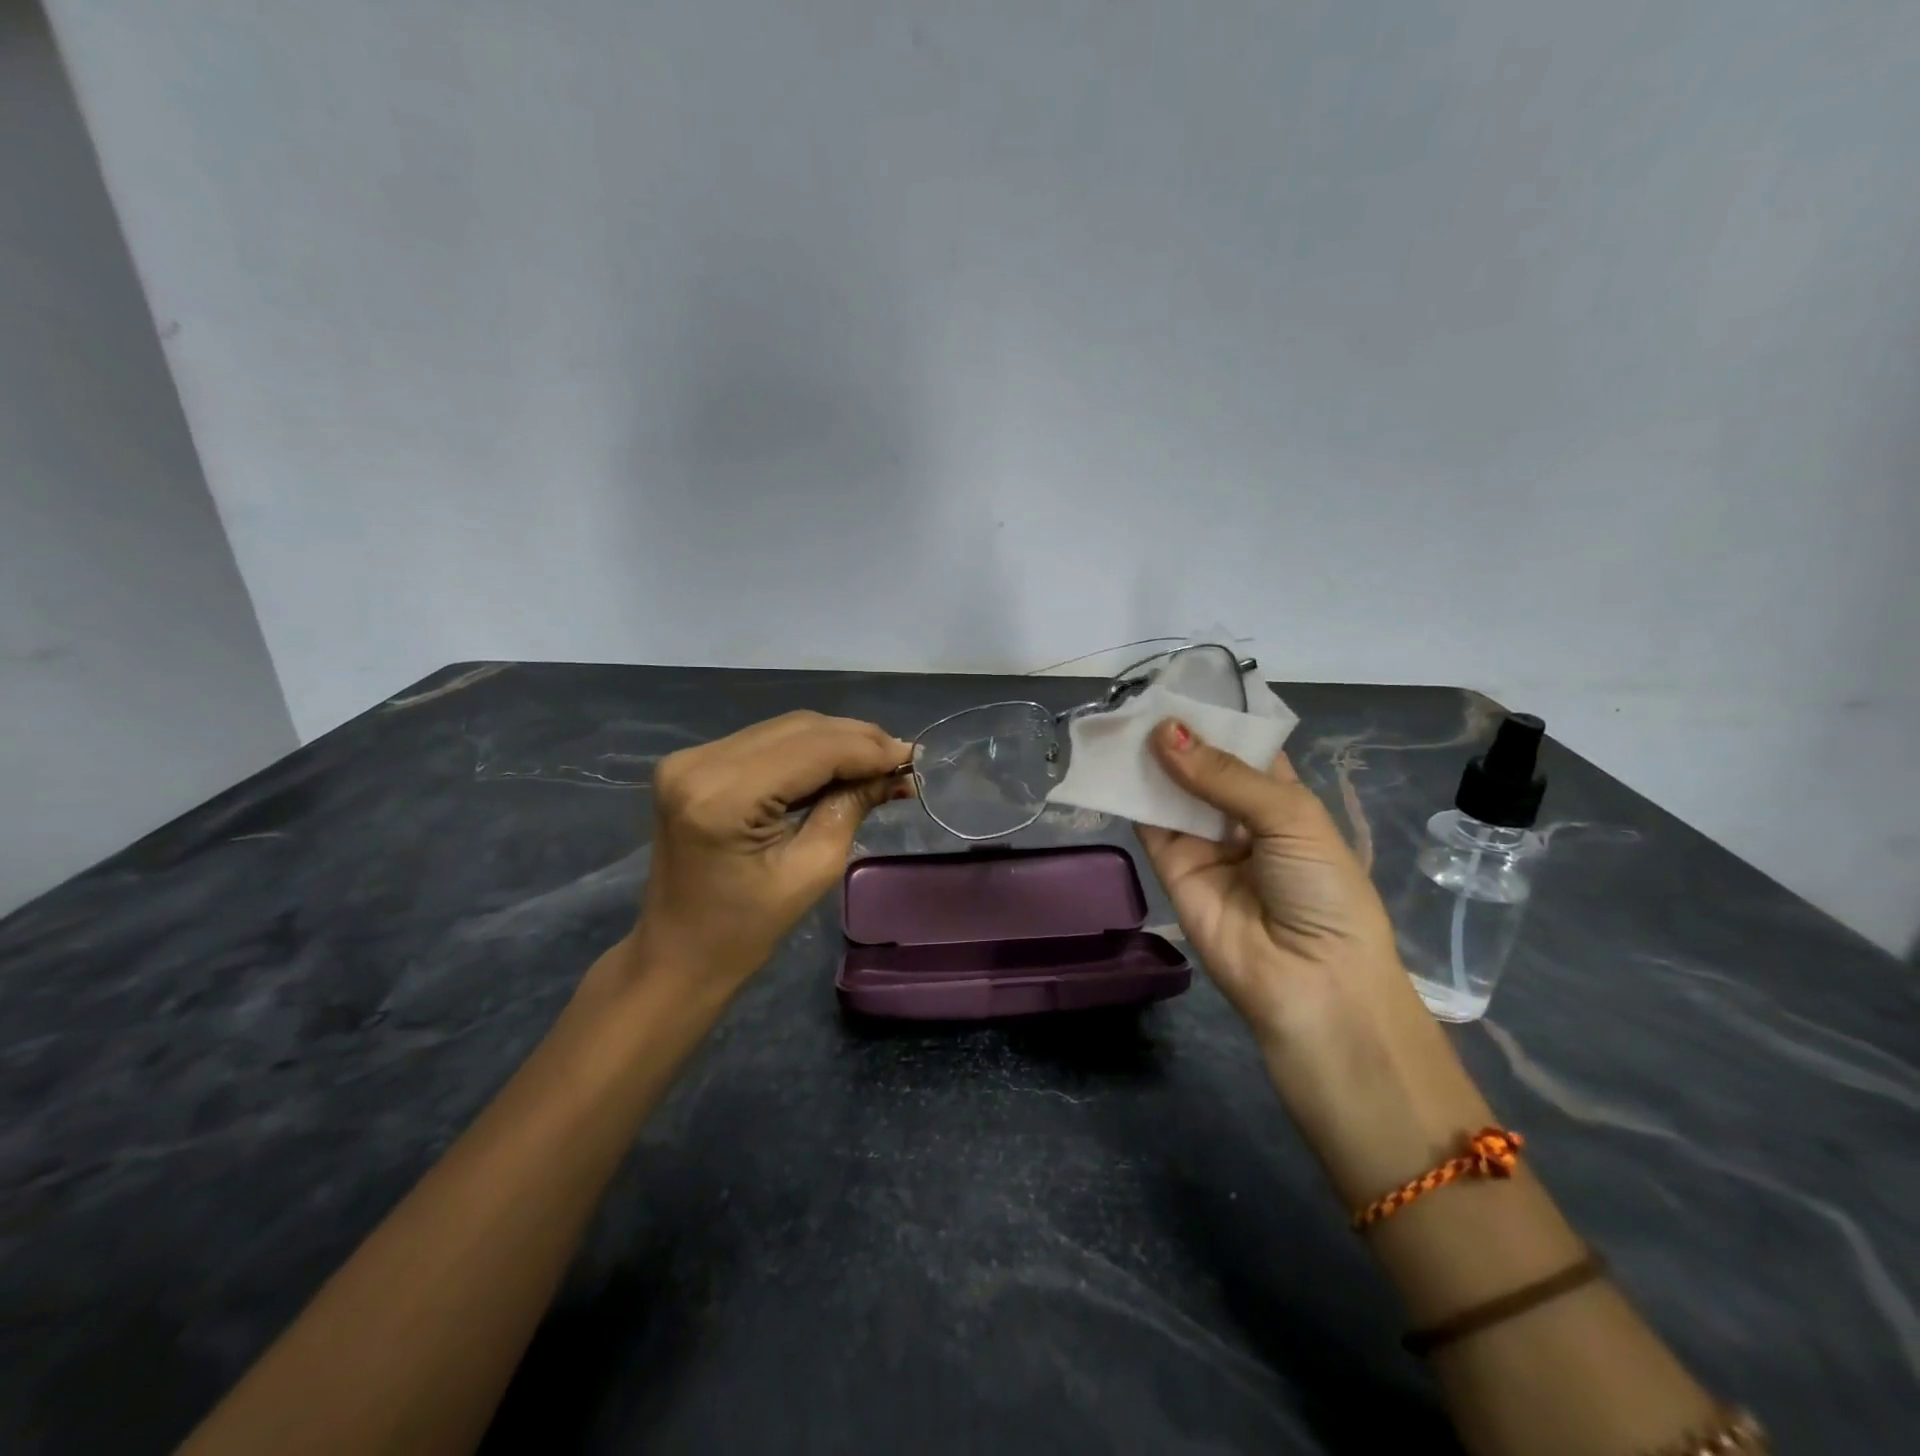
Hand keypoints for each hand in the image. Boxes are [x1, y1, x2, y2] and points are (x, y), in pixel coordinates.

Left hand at [622, 711, 910, 997]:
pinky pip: (765, 742)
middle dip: (856, 740)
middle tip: (902, 759)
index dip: (867, 749)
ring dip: (835, 741)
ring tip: (879, 762)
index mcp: (724, 796)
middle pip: (798, 729)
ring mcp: (691, 758)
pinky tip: (840, 764)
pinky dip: (808, 750)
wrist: (677, 953)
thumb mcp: (812, 870)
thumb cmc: (746, 929)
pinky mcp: (694, 763)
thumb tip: (894, 770)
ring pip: (784, 729)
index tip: (913, 757)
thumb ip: (850, 807)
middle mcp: (700, 762)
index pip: (812, 750)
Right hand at [1135, 718, 1492, 1200]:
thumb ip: (1223, 775)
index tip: (1181, 683)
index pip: (1243, 747)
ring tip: (1119, 718)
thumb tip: (1164, 731)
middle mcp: (1238, 815)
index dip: (1216, 717)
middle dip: (1176, 733)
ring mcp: (1203, 841)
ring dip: (1148, 758)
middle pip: (1200, 764)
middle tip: (1139, 695)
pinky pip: (1148, 822)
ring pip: (1169, 789)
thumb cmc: (1323, 891)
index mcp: (1281, 798)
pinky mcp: (1171, 866)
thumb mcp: (1290, 818)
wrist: (1310, 983)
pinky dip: (1130, 793)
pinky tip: (1113, 760)